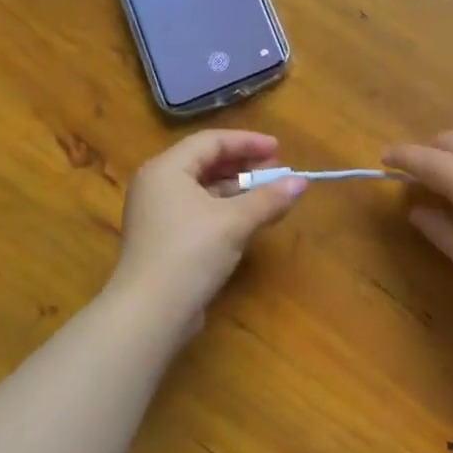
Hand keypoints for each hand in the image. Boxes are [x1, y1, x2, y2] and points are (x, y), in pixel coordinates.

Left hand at [109, 130, 306, 321]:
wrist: (150, 312)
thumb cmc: (190, 253)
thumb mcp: (235, 222)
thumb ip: (269, 198)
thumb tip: (302, 182)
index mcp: (166, 169)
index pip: (210, 141)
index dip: (247, 142)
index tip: (279, 149)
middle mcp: (157, 185)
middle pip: (206, 163)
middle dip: (244, 165)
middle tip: (277, 172)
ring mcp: (158, 214)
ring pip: (204, 189)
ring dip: (238, 189)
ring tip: (271, 195)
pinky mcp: (164, 240)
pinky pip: (200, 212)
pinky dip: (226, 210)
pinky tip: (251, 219)